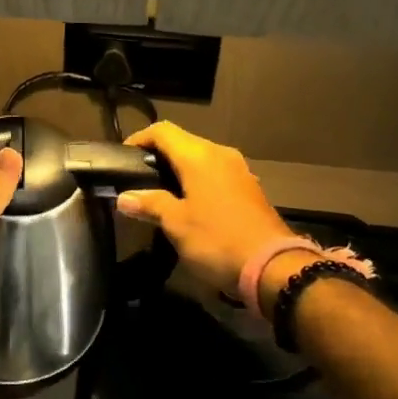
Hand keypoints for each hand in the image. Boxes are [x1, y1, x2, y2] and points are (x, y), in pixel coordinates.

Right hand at [115, 122, 294, 300]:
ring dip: (179, 169)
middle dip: (158, 155)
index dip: (140, 138)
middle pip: (182, 142)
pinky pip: (216, 174)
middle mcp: (220, 154)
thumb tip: (124, 198)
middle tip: (138, 177)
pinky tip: (190, 204)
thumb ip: (150, 204)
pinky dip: (198, 181)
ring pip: (201, 158)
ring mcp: (239, 170)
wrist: (273, 267)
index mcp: (199, 156)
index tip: (123, 158)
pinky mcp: (249, 188)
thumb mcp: (176, 223)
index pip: (162, 131)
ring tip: (160, 192)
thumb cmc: (217, 239)